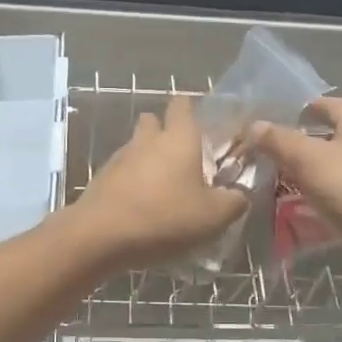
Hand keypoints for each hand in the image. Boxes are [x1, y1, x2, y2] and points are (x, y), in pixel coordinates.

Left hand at [70, 95, 248, 269]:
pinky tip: (142, 205)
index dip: (192, 109)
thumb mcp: (214, 216)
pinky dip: (133, 181)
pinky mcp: (102, 179)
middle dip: (166, 132)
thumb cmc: (165, 217)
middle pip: (154, 121)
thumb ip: (234, 201)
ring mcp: (120, 157)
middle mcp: (148, 139)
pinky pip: (122, 171)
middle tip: (184, 158)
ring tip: (164, 186)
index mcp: (179, 137)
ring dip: (148, 158)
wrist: (100, 236)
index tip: (204, 126)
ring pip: (137, 146)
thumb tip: (241, 194)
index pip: (182, 105)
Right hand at [249, 96, 341, 250]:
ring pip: (332, 171)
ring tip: (273, 181)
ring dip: (306, 175)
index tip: (279, 115)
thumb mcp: (308, 159)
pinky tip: (295, 211)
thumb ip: (279, 141)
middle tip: (266, 152)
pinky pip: (337, 199)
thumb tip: (253, 125)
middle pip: (330, 139)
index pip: (330, 105)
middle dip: (300, 144)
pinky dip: (317, 202)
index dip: (306, 107)